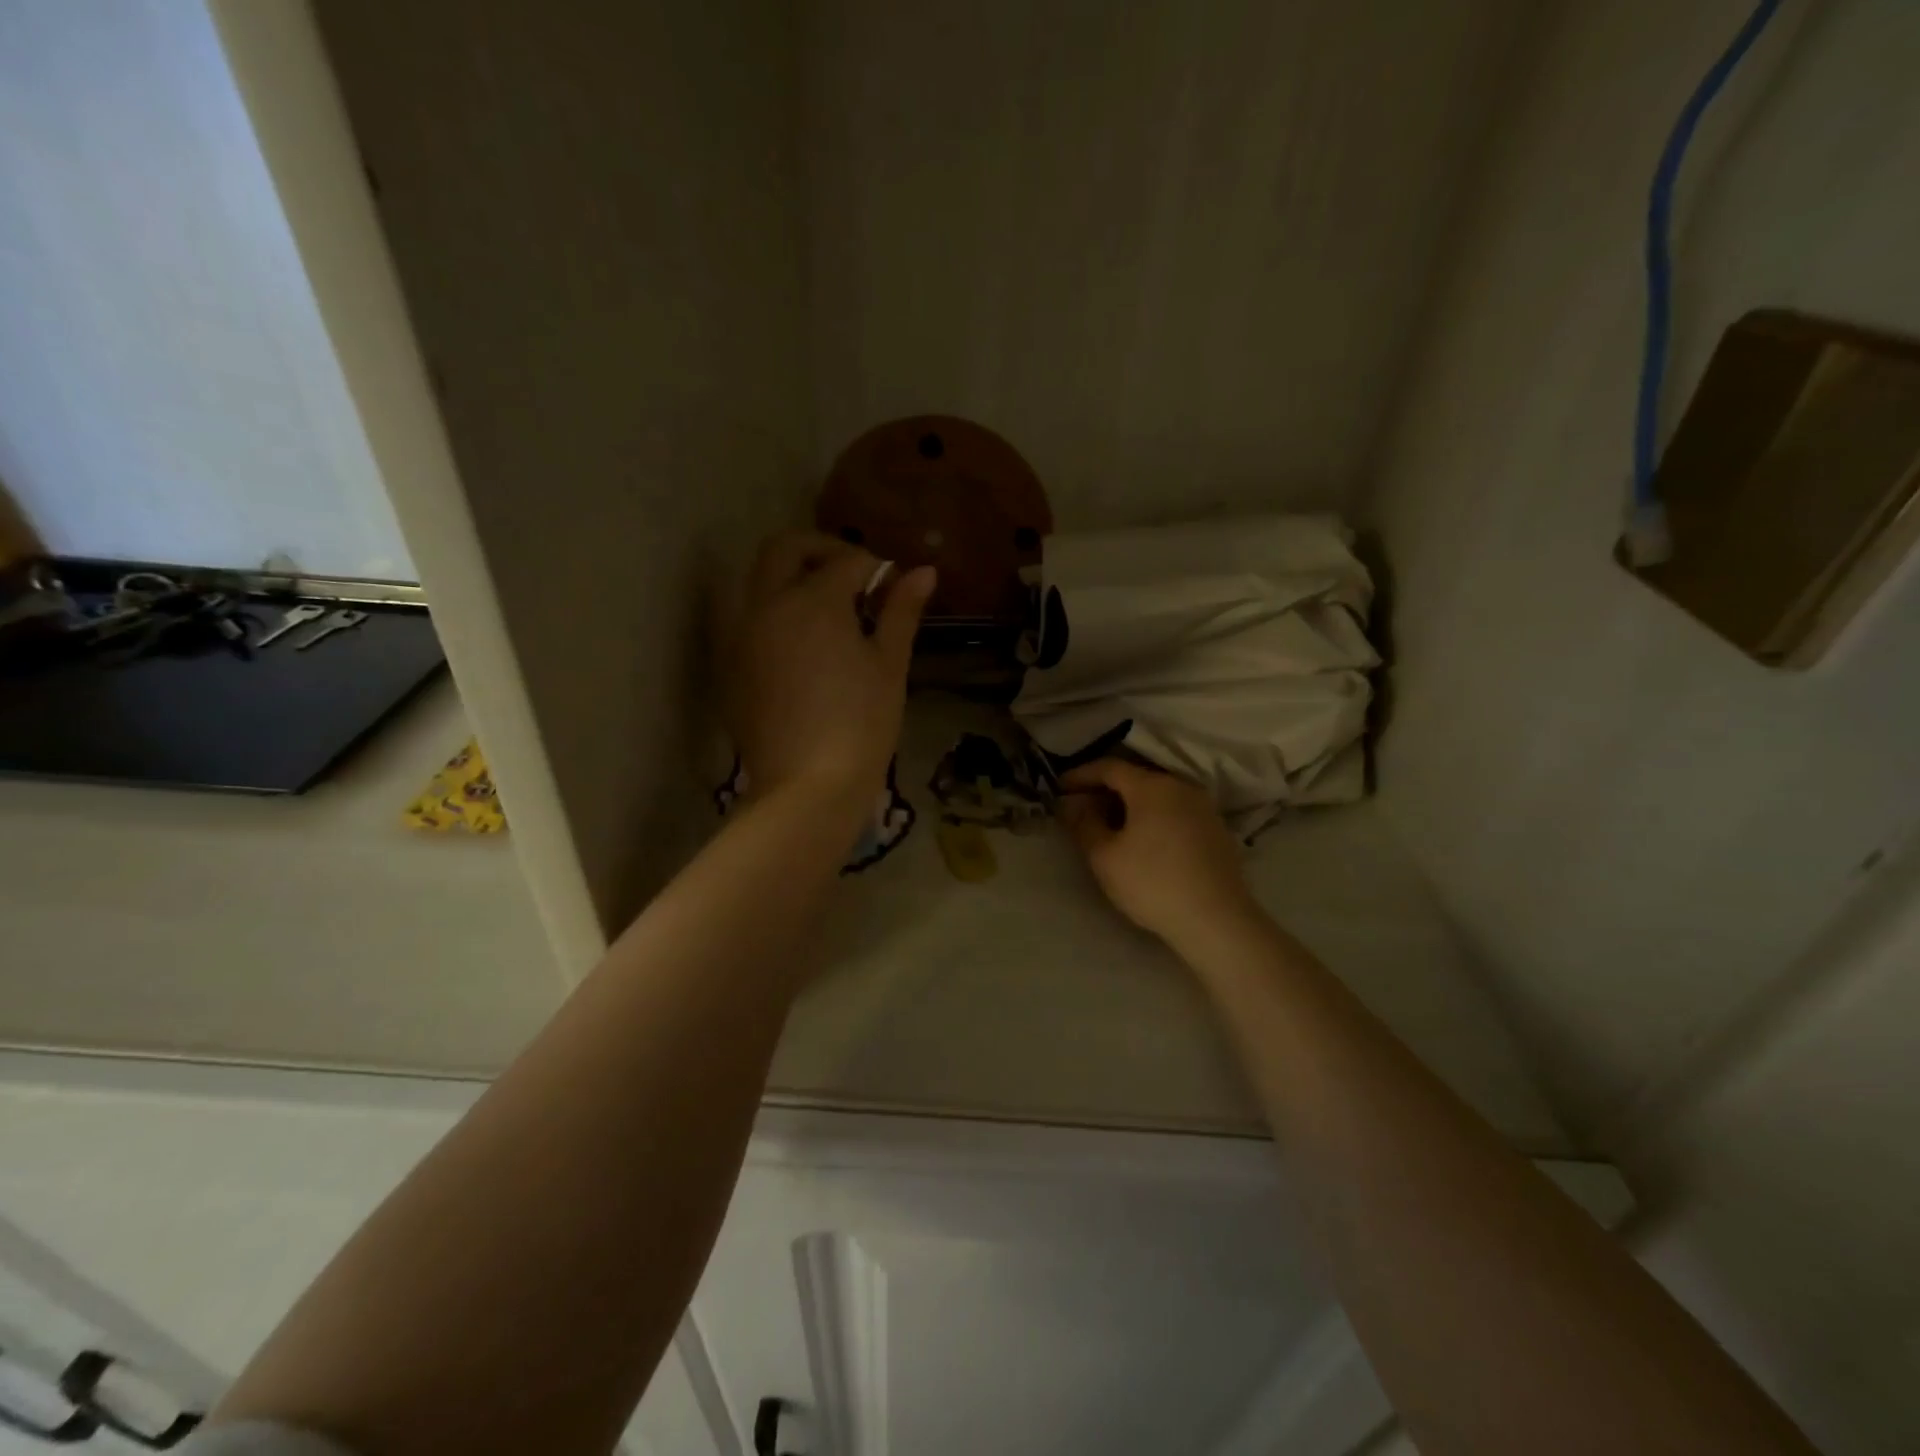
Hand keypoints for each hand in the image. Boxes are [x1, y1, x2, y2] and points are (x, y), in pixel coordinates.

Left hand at [731, 531, 934, 816]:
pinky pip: (747, 618)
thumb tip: (924, 572)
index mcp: (813, 601)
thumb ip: (902, 612)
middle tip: (854, 576)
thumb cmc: (862, 724)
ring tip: (827, 609)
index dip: (877, 568)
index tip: (895, 587)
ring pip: (758, 580)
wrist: (807, 787)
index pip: (848, 562)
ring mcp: (741, 635)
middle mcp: (767, 605)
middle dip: (821, 550)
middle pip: (785, 549)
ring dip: (791, 576)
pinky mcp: (731, 666)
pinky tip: (803, 645)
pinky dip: (774, 611)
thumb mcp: (889, 665)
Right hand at [1058, 758, 1257, 947]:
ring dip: (1129, 805)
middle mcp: (1180, 786)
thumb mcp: (1105, 856)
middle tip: (1081, 809)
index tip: (1059, 788)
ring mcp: (1203, 807)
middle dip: (1104, 790)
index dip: (1080, 775)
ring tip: (1109, 827)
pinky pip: (1175, 812)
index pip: (1109, 767)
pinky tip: (1142, 841)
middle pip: (1135, 778)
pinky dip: (1152, 817)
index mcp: (1152, 786)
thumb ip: (1083, 823)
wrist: (1217, 920)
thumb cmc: (1152, 883)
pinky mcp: (1216, 830)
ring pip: (1157, 795)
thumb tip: (1070, 803)